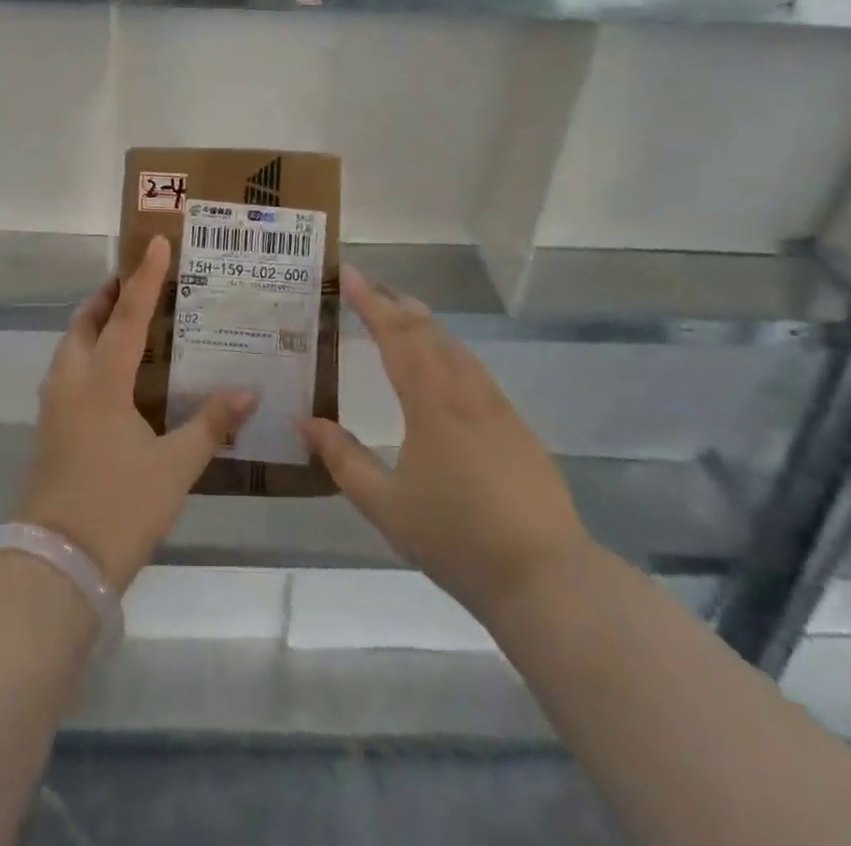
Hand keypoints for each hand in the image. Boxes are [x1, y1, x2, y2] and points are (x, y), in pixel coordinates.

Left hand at [16, 236, 254, 591]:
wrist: (55, 568)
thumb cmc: (119, 509)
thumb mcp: (174, 468)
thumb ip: (210, 426)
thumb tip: (249, 393)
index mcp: (101, 383)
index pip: (128, 317)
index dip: (145, 278)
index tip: (156, 242)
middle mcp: (71, 385)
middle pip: (85, 324)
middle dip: (107, 298)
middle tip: (134, 283)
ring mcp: (54, 409)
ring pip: (70, 349)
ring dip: (92, 326)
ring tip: (122, 322)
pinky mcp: (49, 433)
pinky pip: (66, 374)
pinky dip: (86, 355)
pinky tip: (109, 377)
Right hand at [299, 265, 589, 620]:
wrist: (545, 577)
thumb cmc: (456, 539)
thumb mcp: (386, 505)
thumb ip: (343, 459)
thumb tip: (304, 420)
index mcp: (431, 402)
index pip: (396, 334)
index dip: (371, 301)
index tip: (350, 274)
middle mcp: (465, 391)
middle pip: (428, 330)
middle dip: (396, 302)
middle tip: (368, 288)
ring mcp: (496, 406)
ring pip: (455, 346)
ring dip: (424, 324)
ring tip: (399, 316)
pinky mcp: (516, 426)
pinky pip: (473, 369)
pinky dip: (447, 350)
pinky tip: (442, 366)